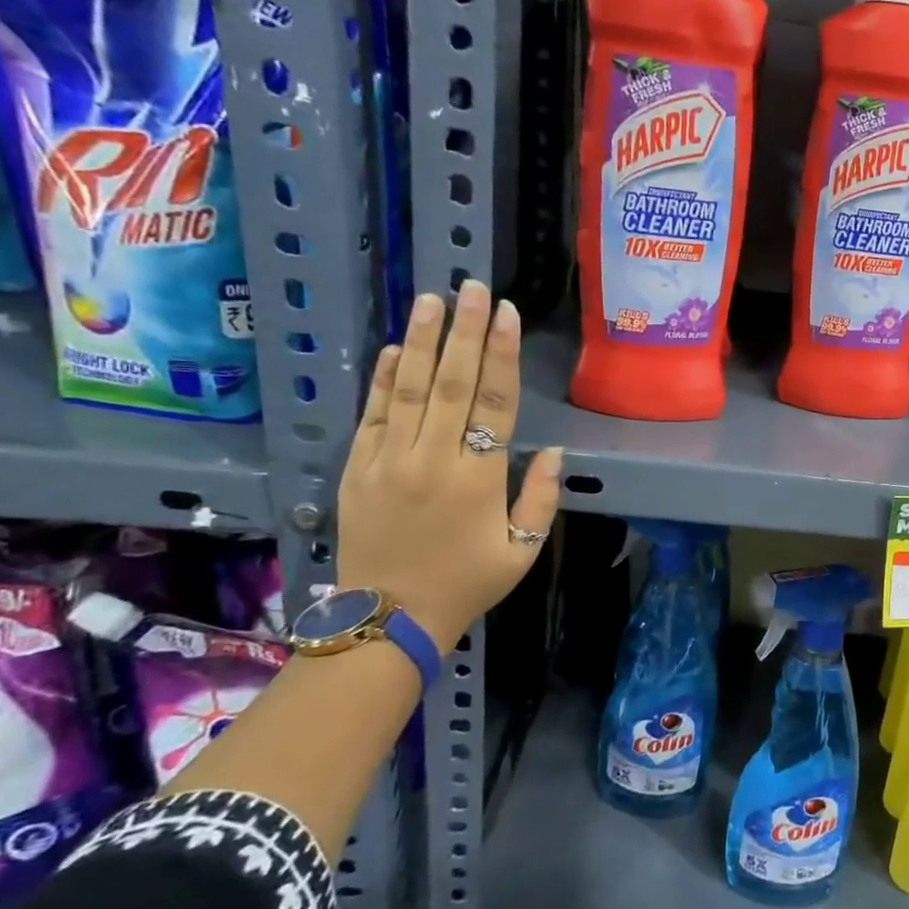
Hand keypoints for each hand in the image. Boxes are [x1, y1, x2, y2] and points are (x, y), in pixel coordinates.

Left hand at [337, 280, 562, 649]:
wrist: (389, 620)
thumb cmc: (466, 584)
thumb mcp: (522, 550)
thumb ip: (540, 499)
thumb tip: (551, 452)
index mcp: (477, 479)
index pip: (494, 403)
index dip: (501, 355)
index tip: (505, 314)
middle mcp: (431, 460)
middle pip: (450, 384)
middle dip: (464, 332)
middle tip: (471, 287)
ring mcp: (388, 462)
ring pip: (407, 389)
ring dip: (420, 341)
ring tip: (431, 300)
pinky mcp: (357, 470)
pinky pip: (372, 415)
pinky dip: (382, 380)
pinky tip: (391, 349)